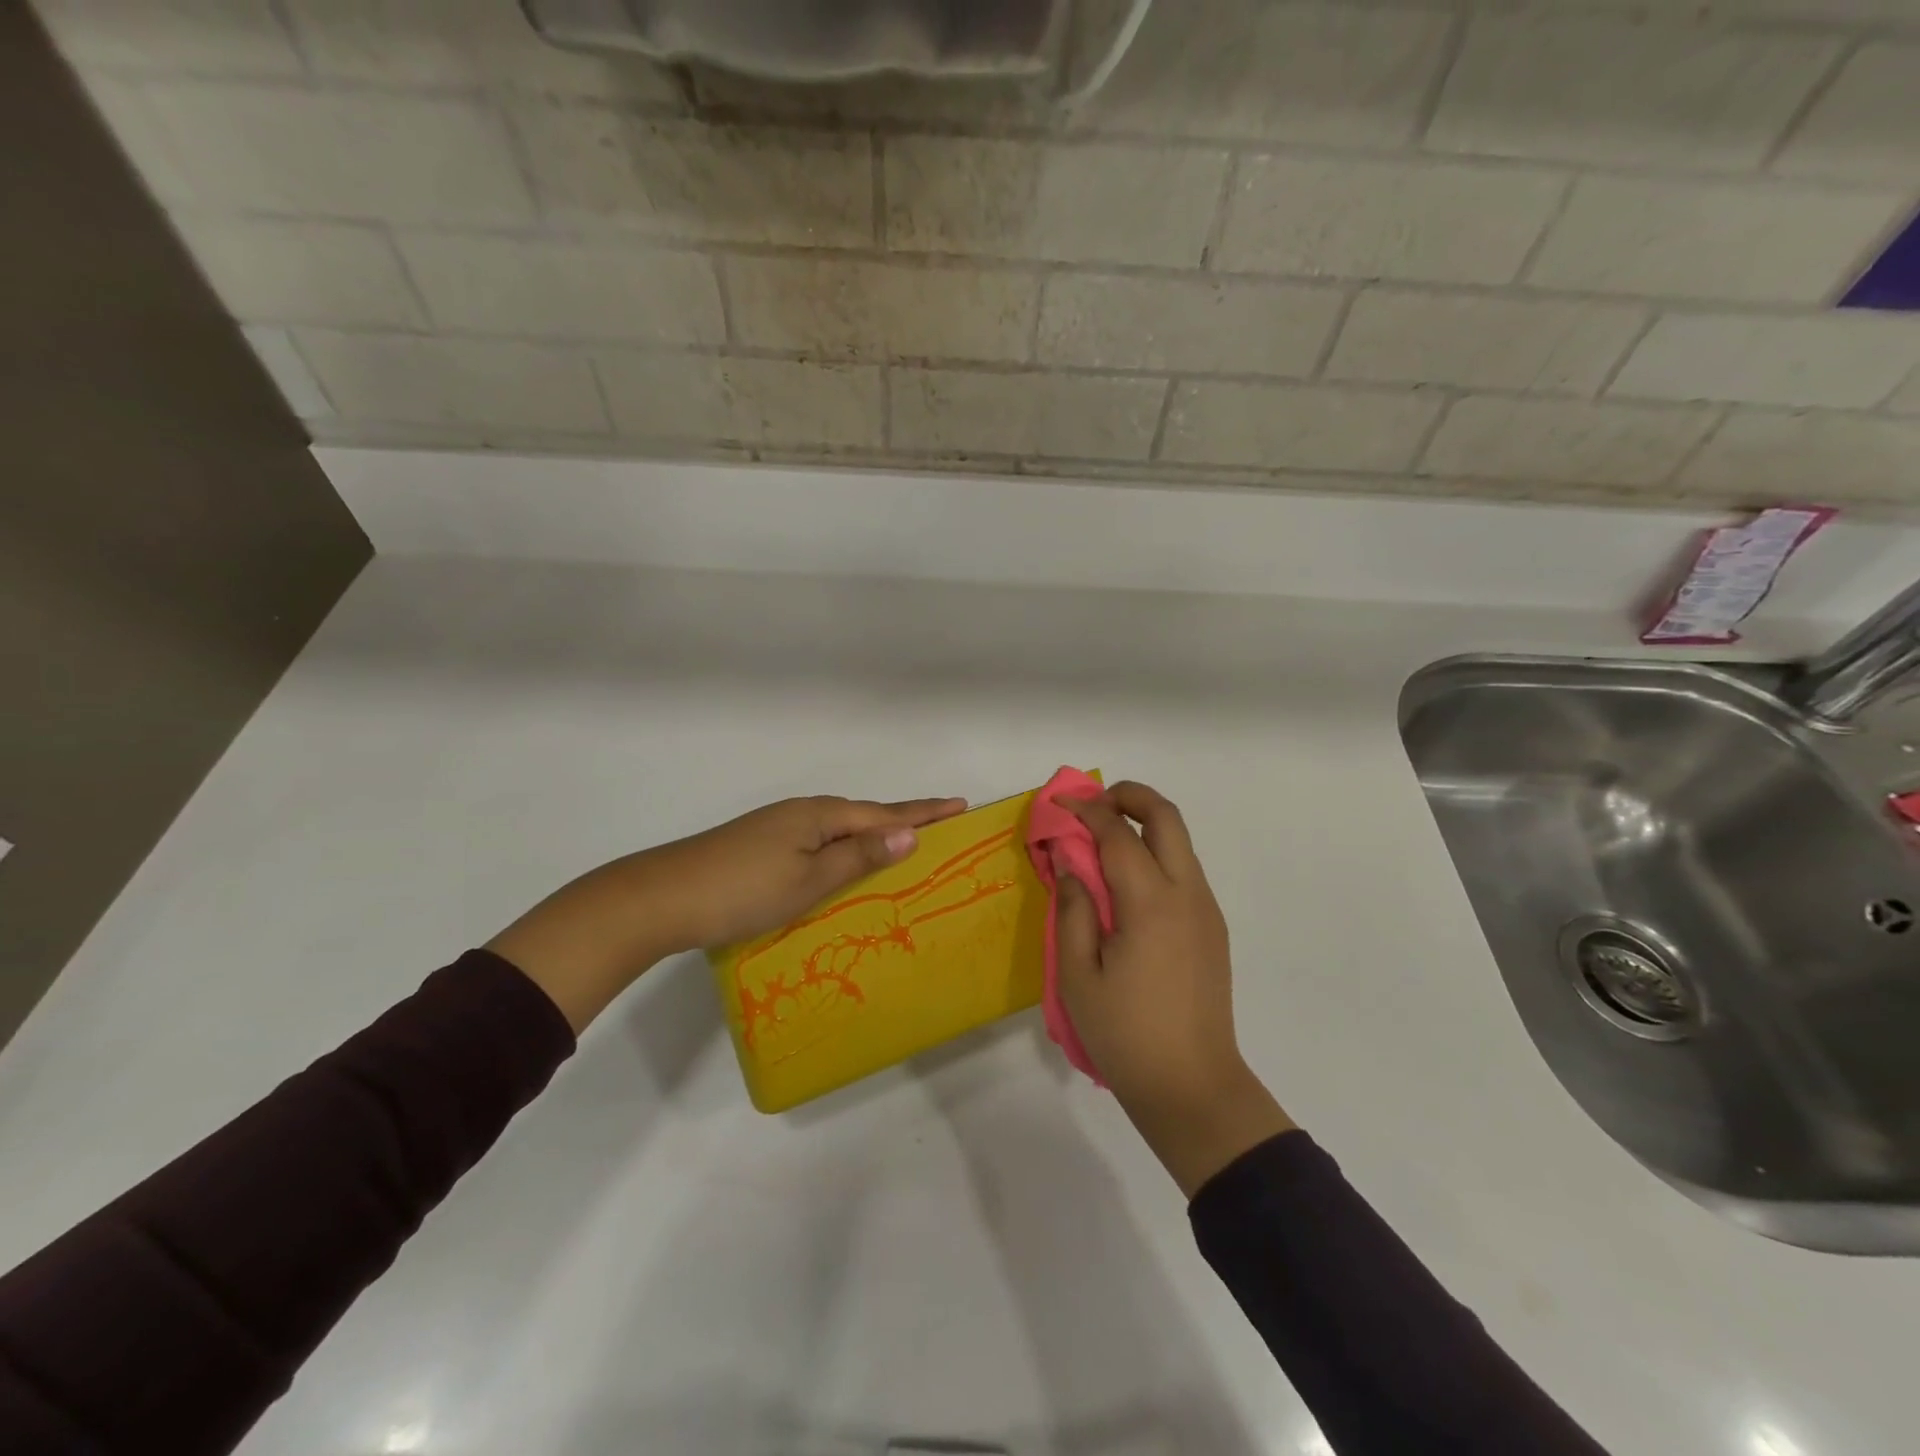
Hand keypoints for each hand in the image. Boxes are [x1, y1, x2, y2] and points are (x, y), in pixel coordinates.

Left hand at [633, 794, 969, 951]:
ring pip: (840, 828)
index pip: (886, 813)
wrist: (661, 897)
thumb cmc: (743, 891)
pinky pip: (820, 840)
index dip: (925, 812)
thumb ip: (859, 856)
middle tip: (941, 825)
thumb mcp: (809, 879)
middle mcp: (803, 813)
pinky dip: (845, 848)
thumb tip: (909, 832)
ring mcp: (779, 827)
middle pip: (865, 815)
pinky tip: (845, 862)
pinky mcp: (762, 845)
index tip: (960, 804)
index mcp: (820, 816)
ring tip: (903, 844)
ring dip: (873, 834)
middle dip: (904, 820)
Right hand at [1056, 782, 1294, 1195]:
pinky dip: (1154, 855)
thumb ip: (1072, 908)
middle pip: (1166, 817)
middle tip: (1092, 805)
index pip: (1118, 833)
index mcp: (1151, 903)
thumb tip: (1069, 859)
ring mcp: (1206, 910)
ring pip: (1180, 842)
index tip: (1059, 803)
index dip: (1086, 809)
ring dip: (1143, 825)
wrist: (1193, 1087)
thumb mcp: (1078, 975)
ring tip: (1101, 842)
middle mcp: (1188, 894)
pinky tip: (1124, 884)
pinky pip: (1183, 870)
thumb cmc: (1125, 1034)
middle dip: (1129, 796)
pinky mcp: (1212, 928)